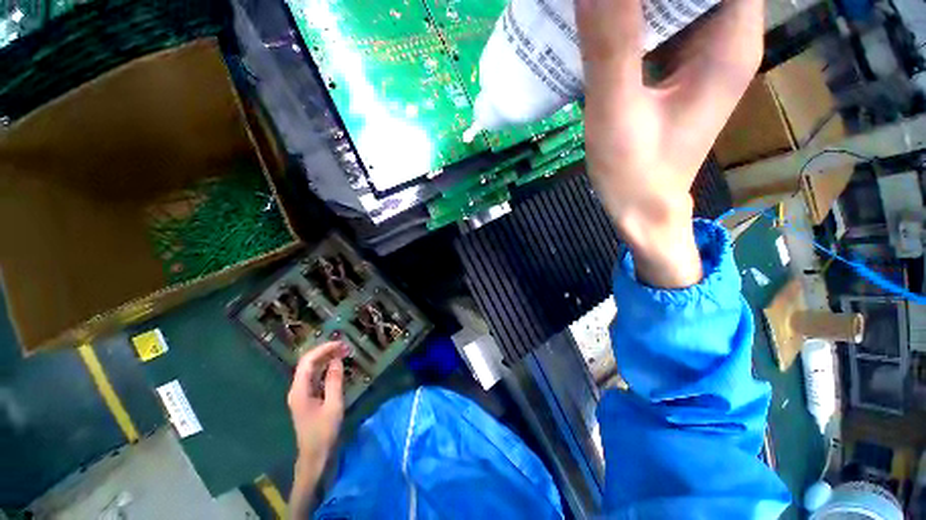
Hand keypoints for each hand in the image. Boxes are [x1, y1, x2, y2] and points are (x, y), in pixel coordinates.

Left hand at [287, 341, 347, 514]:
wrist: (315, 456)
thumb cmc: (324, 432)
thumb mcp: (333, 405)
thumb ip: (334, 380)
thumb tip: (337, 359)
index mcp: (299, 390)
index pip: (308, 361)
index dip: (323, 349)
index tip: (340, 344)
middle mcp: (297, 389)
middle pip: (308, 363)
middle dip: (326, 352)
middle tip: (345, 347)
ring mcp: (301, 393)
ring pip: (312, 369)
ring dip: (326, 359)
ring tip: (344, 352)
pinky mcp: (307, 398)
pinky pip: (315, 377)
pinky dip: (326, 368)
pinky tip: (337, 366)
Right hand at [576, 0, 762, 286]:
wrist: (641, 210)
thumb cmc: (635, 173)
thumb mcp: (617, 113)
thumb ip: (611, 45)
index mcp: (729, 41)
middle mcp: (726, 36)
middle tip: (604, 2)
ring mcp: (703, 52)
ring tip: (601, 9)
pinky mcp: (679, 67)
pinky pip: (664, 21)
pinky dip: (637, 13)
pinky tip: (606, 21)